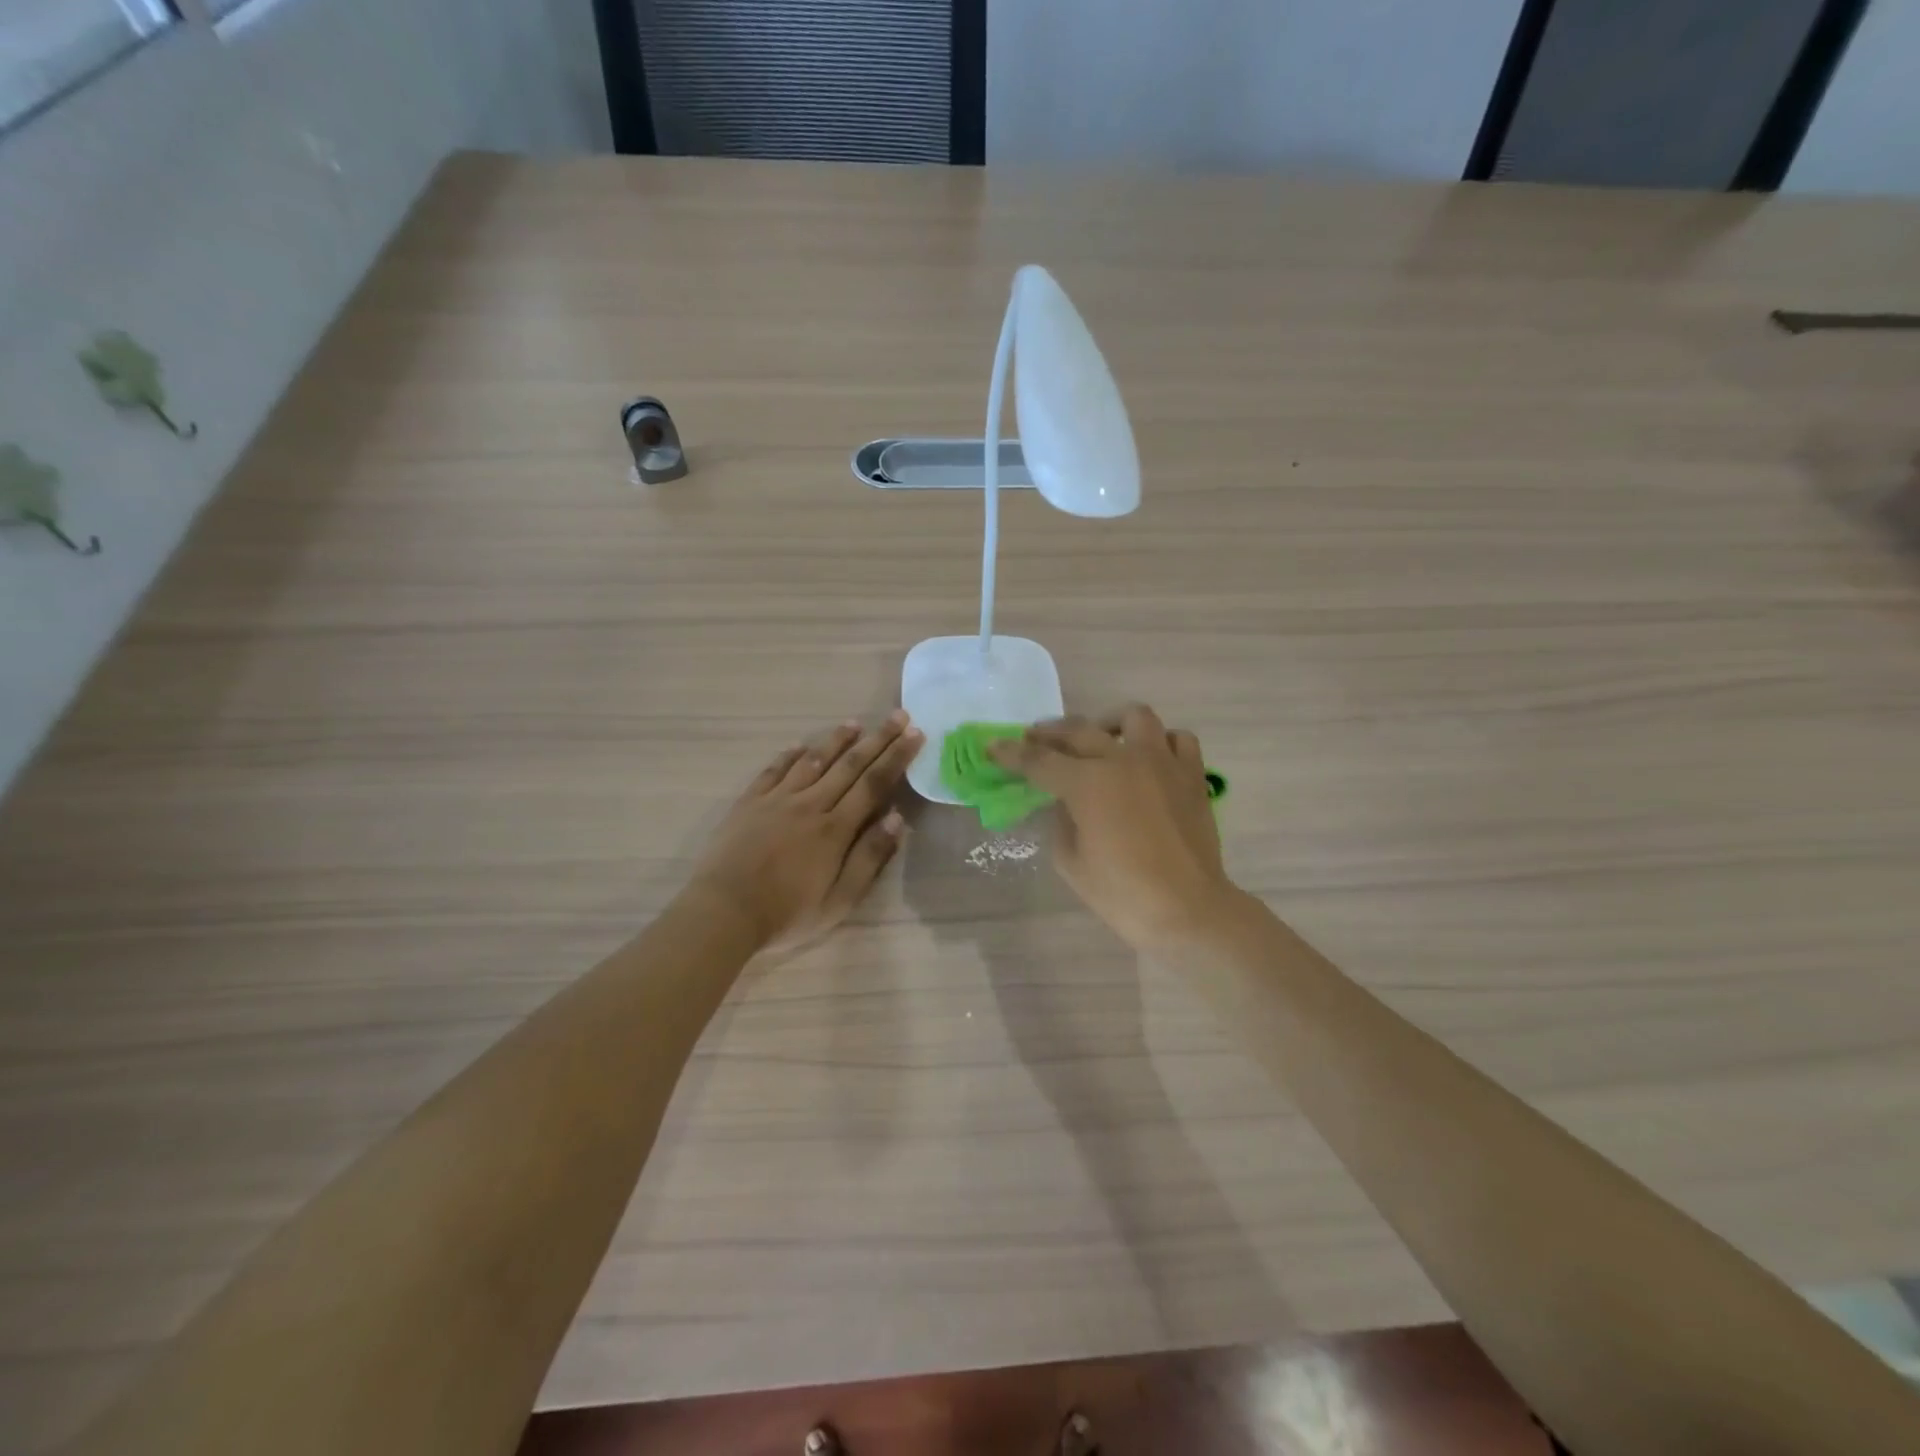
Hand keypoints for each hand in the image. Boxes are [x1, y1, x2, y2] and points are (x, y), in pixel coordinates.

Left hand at [689, 712, 922, 952]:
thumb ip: (869, 858)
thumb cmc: (787, 914)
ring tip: (854, 723)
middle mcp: (810, 804)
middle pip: (849, 765)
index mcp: (835, 829)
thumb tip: (897, 818)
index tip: (915, 734)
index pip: (874, 784)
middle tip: (898, 715)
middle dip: (877, 739)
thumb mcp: (839, 900)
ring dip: (836, 740)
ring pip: (813, 761)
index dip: (897, 757)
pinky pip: (773, 770)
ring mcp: (777, 800)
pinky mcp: (749, 802)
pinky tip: (799, 745)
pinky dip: (788, 755)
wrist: (723, 912)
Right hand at [990, 704, 1236, 948]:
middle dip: (1048, 733)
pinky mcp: (1192, 775)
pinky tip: (1149, 757)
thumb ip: (1062, 822)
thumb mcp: (1071, 863)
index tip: (993, 747)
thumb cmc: (1123, 894)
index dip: (1011, 754)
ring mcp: (1162, 762)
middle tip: (1034, 739)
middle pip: (1078, 730)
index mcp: (1087, 783)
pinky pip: (1178, 739)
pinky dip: (1160, 741)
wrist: (1188, 911)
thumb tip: (1065, 802)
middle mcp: (1123, 760)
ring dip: (1109, 723)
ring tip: (1101, 739)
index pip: (1039, 761)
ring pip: (1134, 717)